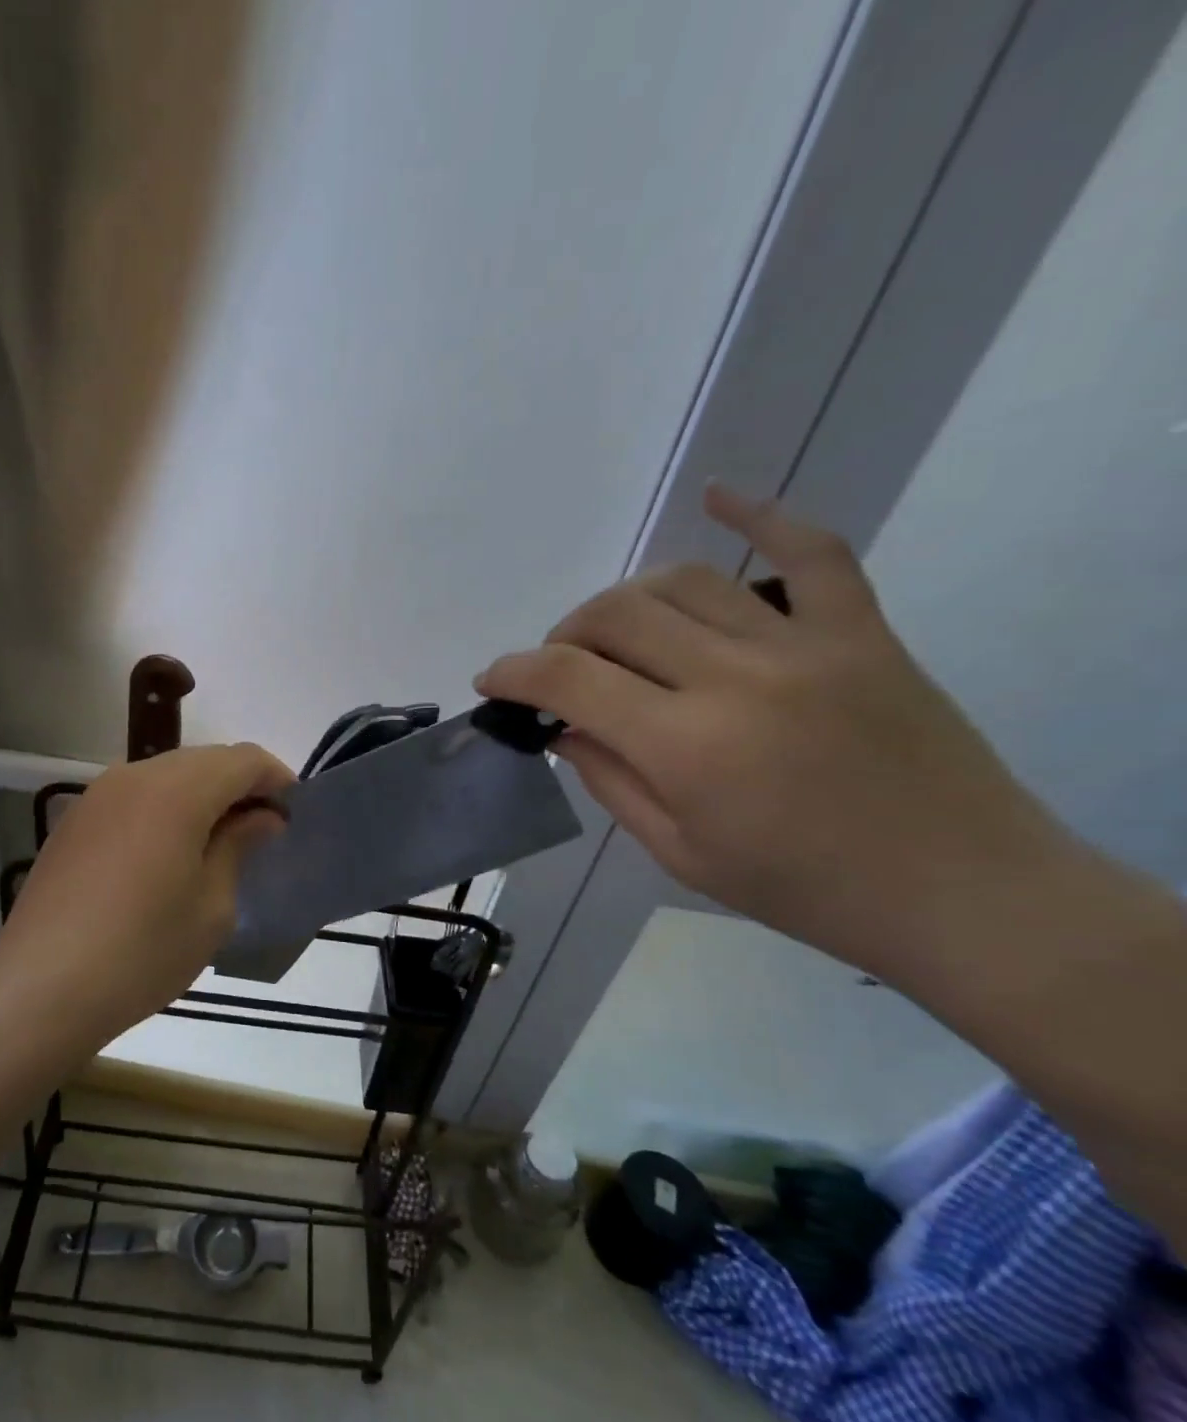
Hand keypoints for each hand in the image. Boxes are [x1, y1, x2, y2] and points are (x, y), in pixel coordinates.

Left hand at [0, 743, 293, 1040]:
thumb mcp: (211, 906)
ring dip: (201, 796)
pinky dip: (164, 809)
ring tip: (217, 843)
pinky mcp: (74, 821)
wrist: (40, 988)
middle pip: (204, 760)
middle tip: (261, 832)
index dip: (276, 779)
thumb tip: (261, 818)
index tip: (294, 813)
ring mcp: (97, 795)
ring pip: (166, 775)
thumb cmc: (142, 951)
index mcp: (176, 790)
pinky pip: (134, 797)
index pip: (242, 759)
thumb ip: (239, 847)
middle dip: (240, 786)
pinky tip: (167, 854)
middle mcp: (134, 776)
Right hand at [475, 485, 1077, 984]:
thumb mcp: (678, 851)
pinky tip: (718, 495)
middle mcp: (736, 677)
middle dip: (564, 635)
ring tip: (617, 632)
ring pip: (684, 581)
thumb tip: (562, 726)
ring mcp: (804, 644)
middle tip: (559, 668)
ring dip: (626, 601)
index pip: (569, 678)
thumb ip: (608, 779)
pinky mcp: (861, 630)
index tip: (492, 681)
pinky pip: (811, 550)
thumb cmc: (803, 890)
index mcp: (686, 745)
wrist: (963, 892)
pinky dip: (760, 514)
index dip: (514, 672)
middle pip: (615, 615)